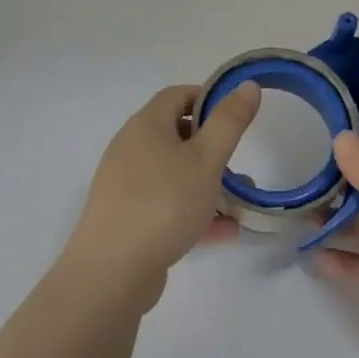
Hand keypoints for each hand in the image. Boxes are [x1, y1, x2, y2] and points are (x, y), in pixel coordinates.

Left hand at [64, 82, 259, 308]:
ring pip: (174, 173)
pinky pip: (166, 204)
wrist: (111, 273)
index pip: (177, 95)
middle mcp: (131, 149)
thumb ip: (229, 121)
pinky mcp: (126, 218)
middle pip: (176, 135)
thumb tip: (247, 84)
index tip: (236, 117)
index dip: (208, 98)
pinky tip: (223, 232)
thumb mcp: (206, 159)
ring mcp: (126, 185)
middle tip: (238, 163)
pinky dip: (193, 211)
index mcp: (146, 126)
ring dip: (207, 184)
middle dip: (212, 148)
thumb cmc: (163, 204)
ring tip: (238, 203)